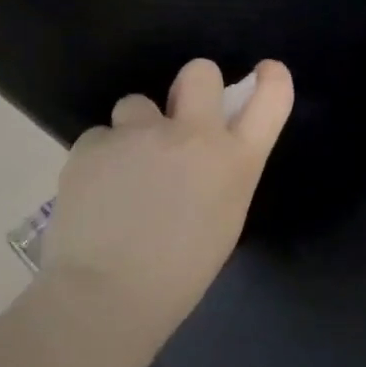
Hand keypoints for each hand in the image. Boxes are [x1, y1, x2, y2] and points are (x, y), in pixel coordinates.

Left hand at [41, 58, 293, 334]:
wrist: (107, 294)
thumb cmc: (180, 273)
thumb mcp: (224, 218)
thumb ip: (222, 173)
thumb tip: (204, 153)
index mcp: (235, 160)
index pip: (270, 99)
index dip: (271, 80)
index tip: (265, 73)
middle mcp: (194, 134)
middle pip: (200, 72)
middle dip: (193, 86)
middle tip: (178, 119)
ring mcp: (141, 133)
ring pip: (137, 104)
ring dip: (135, 129)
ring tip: (123, 173)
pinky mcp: (94, 142)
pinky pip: (101, 137)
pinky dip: (101, 159)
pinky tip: (96, 193)